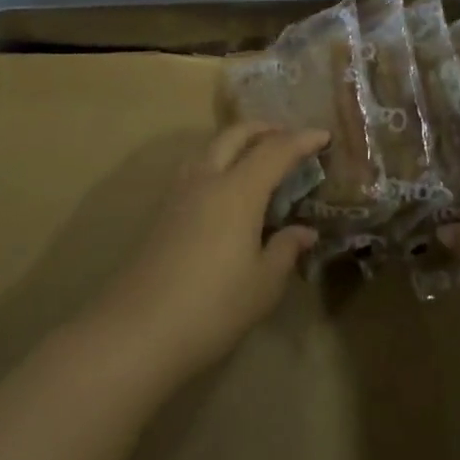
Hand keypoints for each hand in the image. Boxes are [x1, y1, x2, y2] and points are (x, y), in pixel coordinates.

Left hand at [94, 122, 325, 381]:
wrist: (137, 331)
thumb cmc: (212, 307)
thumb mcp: (263, 284)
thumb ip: (286, 250)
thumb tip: (304, 232)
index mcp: (238, 191)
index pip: (275, 151)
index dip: (301, 140)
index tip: (323, 136)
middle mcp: (206, 180)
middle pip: (235, 135)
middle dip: (264, 129)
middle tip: (288, 137)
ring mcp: (178, 194)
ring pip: (209, 148)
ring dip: (236, 142)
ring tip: (255, 158)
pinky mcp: (160, 213)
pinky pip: (194, 169)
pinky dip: (217, 162)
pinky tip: (224, 190)